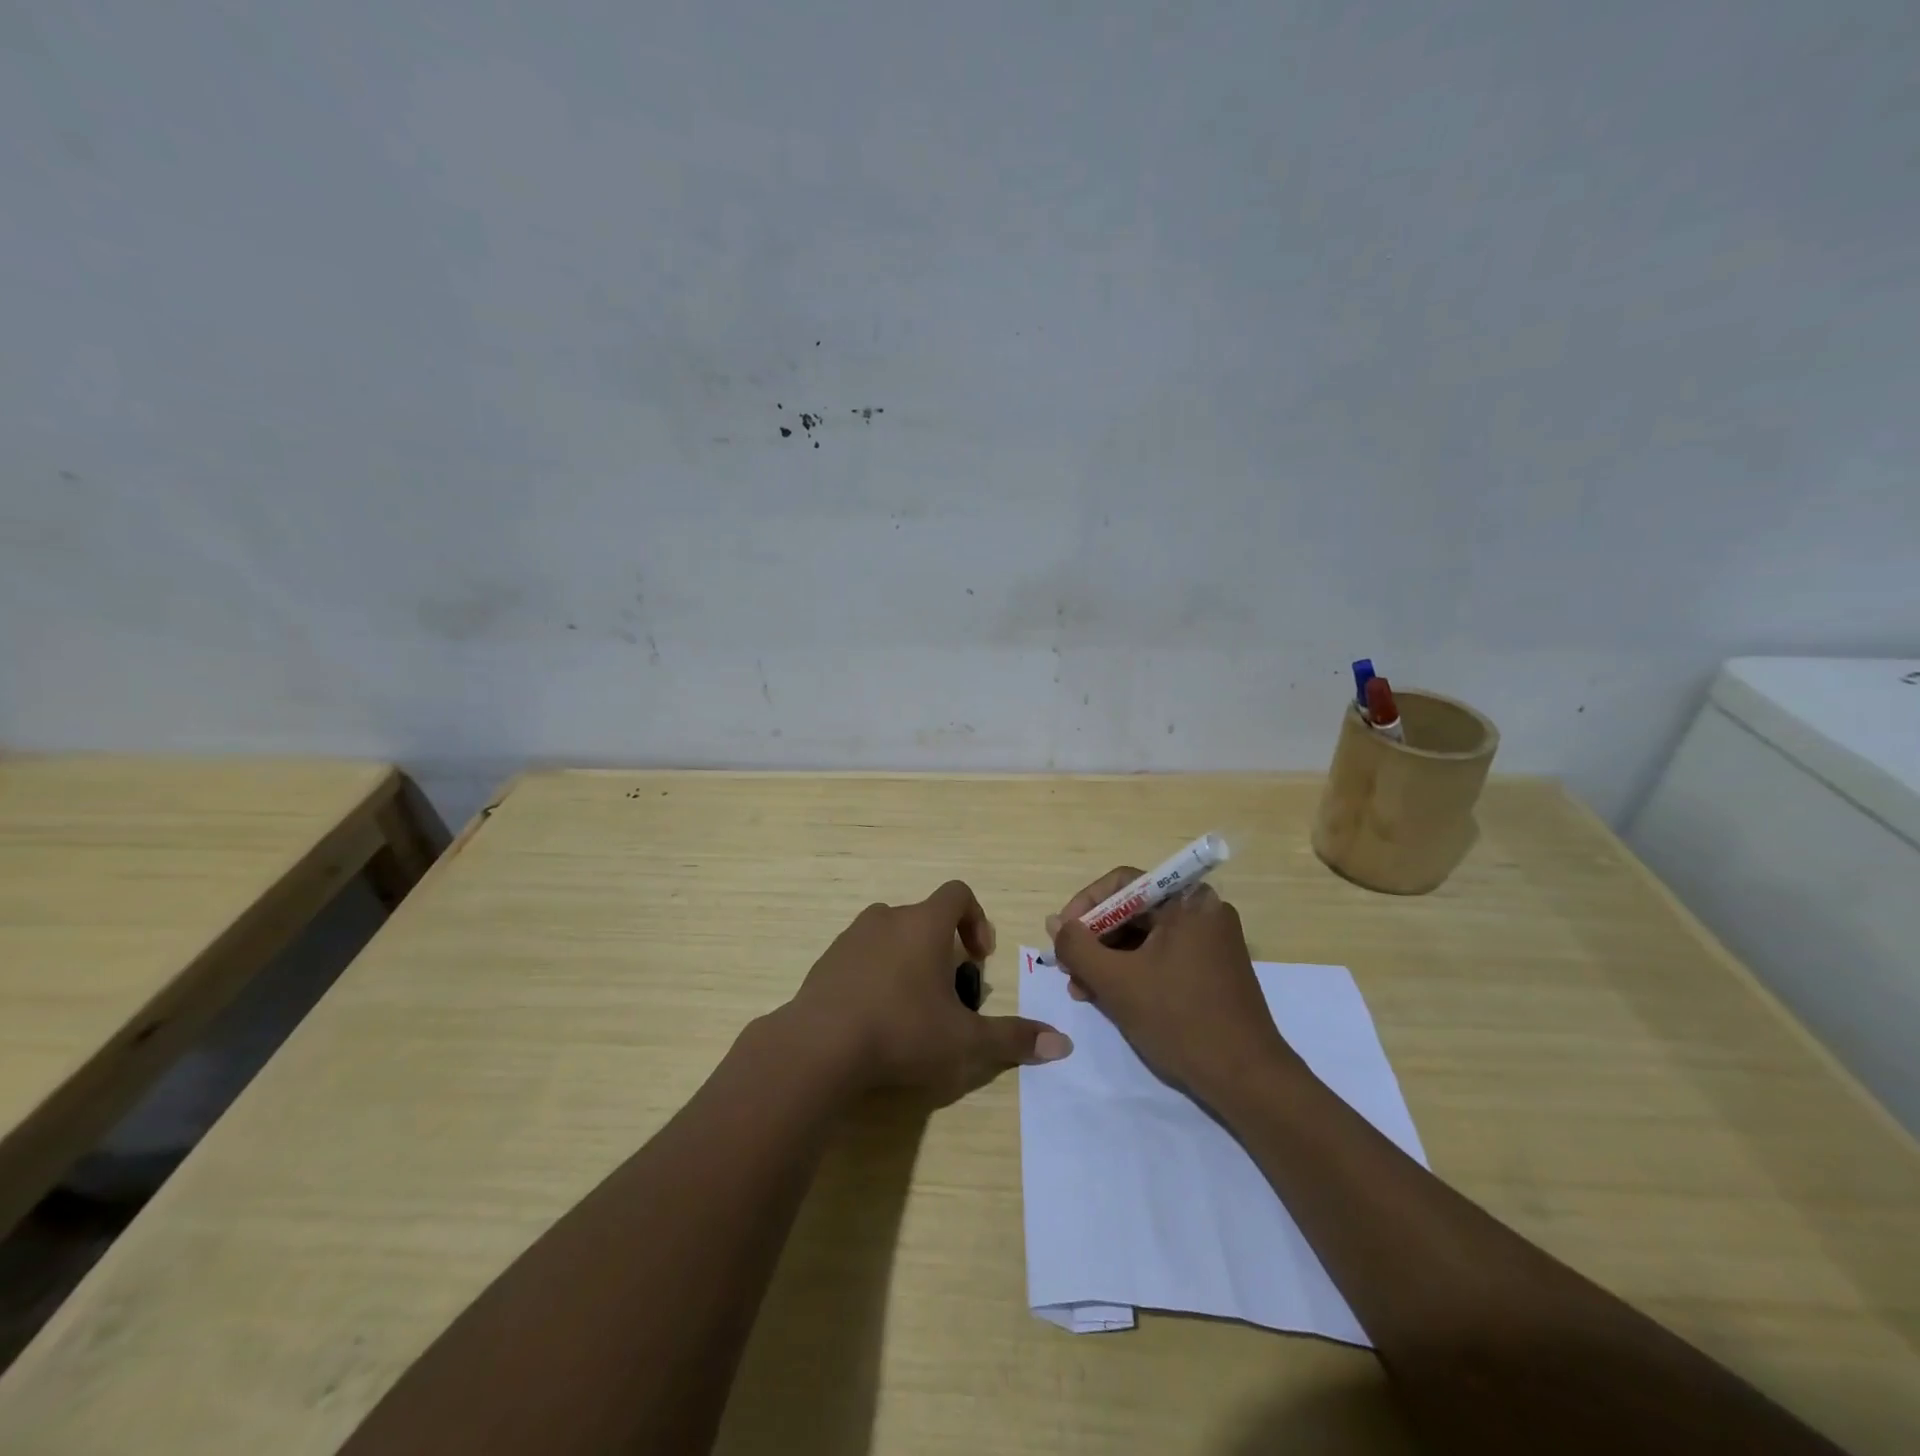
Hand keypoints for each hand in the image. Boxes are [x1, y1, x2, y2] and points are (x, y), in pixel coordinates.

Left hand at [787, 880, 1072, 1103]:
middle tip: (949, 993)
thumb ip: (1013, 1039)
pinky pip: (861, 956)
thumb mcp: (965, 1042)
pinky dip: (876, 975)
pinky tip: (876, 1018)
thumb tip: (1063, 1045)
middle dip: (943, 948)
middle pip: (924, 918)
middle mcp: (887, 919)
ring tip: (913, 1008)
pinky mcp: (826, 961)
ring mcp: (851, 938)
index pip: (958, 893)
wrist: (818, 1047)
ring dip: (908, 961)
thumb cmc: (902, 1031)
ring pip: (891, 935)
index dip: (977, 919)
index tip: (979, 958)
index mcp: (923, 923)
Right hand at [1048, 869, 1296, 1103]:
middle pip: (1133, 910)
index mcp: (1188, 902)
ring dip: (1109, 959)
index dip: (1085, 904)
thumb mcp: (1117, 981)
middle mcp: (1202, 912)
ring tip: (1081, 989)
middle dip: (1095, 938)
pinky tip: (1107, 997)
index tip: (1062, 934)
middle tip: (1068, 967)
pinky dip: (1133, 972)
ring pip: (1144, 938)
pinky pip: (1161, 957)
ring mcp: (1210, 943)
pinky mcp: (1211, 971)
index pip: (1122, 883)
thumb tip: (1055, 923)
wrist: (1247, 1080)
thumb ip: (1078, 946)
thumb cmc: (1179, 1020)